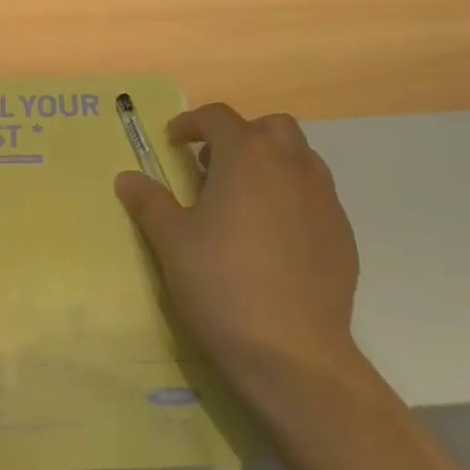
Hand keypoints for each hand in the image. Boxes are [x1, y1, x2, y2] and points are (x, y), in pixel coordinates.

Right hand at [116, 103, 361, 395]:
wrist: (293, 352)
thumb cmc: (222, 283)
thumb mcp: (172, 241)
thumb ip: (150, 202)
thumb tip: (127, 177)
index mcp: (247, 155)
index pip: (218, 117)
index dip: (191, 123)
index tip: (174, 142)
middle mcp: (291, 164)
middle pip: (270, 127)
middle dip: (240, 135)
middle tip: (213, 167)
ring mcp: (324, 198)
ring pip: (299, 158)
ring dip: (271, 163)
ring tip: (244, 200)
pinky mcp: (342, 233)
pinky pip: (316, 196)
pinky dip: (292, 197)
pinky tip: (274, 236)